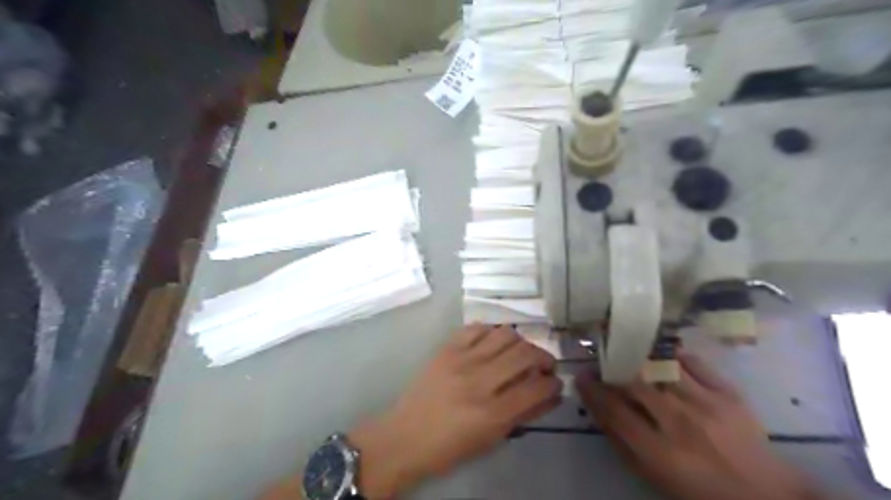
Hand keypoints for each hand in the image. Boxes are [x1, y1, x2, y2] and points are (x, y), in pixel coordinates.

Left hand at [347, 322, 553, 496]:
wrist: (405, 436)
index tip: (555, 382)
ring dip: (520, 342)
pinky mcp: (447, 348)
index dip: (554, 383)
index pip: (537, 387)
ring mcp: (462, 359)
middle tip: (543, 365)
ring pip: (505, 334)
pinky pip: (477, 327)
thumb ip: (524, 414)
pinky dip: (492, 333)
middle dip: (544, 357)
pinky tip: (492, 344)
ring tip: (519, 353)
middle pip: (525, 354)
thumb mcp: (492, 439)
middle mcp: (480, 380)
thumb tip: (550, 394)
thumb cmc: (450, 447)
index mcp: (492, 413)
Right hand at [577, 353, 820, 499]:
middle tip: (602, 358)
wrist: (767, 497)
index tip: (582, 376)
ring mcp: (707, 405)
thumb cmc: (699, 491)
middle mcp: (679, 423)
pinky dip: (675, 353)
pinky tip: (663, 351)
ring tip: (627, 348)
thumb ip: (623, 444)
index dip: (593, 391)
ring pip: (661, 368)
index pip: (614, 411)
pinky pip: (695, 363)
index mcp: (659, 451)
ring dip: (639, 356)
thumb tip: (599, 409)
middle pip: (635, 383)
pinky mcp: (729, 395)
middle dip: (612, 367)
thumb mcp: (654, 477)